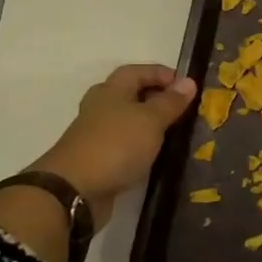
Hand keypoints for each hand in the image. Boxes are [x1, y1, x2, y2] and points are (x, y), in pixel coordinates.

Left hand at [30, 64, 198, 224]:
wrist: (73, 190)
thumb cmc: (116, 145)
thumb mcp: (150, 119)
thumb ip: (170, 102)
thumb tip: (188, 81)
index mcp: (111, 91)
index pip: (137, 71)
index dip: (162, 73)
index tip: (187, 85)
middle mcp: (101, 108)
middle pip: (130, 94)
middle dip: (157, 97)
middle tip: (183, 108)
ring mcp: (97, 134)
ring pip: (128, 120)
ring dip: (151, 122)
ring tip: (176, 131)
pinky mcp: (99, 158)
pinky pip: (126, 142)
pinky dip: (143, 144)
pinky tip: (158, 153)